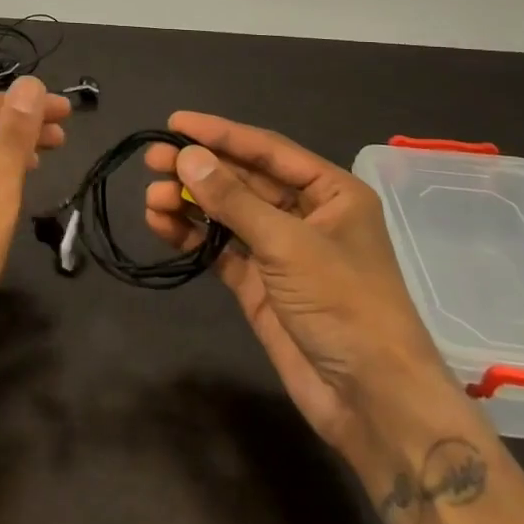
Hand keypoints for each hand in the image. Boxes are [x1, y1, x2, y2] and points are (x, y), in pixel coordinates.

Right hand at [145, 113, 446, 450]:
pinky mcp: (259, 284)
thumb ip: (234, 200)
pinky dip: (192, 236)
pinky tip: (161, 225)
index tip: (174, 123)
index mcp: (330, 192)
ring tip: (152, 198)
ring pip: (227, 213)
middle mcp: (305, 214)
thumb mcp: (288, 244)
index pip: (267, 150)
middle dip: (199, 169)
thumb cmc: (344, 304)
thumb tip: (187, 157)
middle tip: (153, 160)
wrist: (371, 400)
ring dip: (190, 203)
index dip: (220, 134)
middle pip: (243, 179)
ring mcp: (280, 250)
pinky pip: (220, 248)